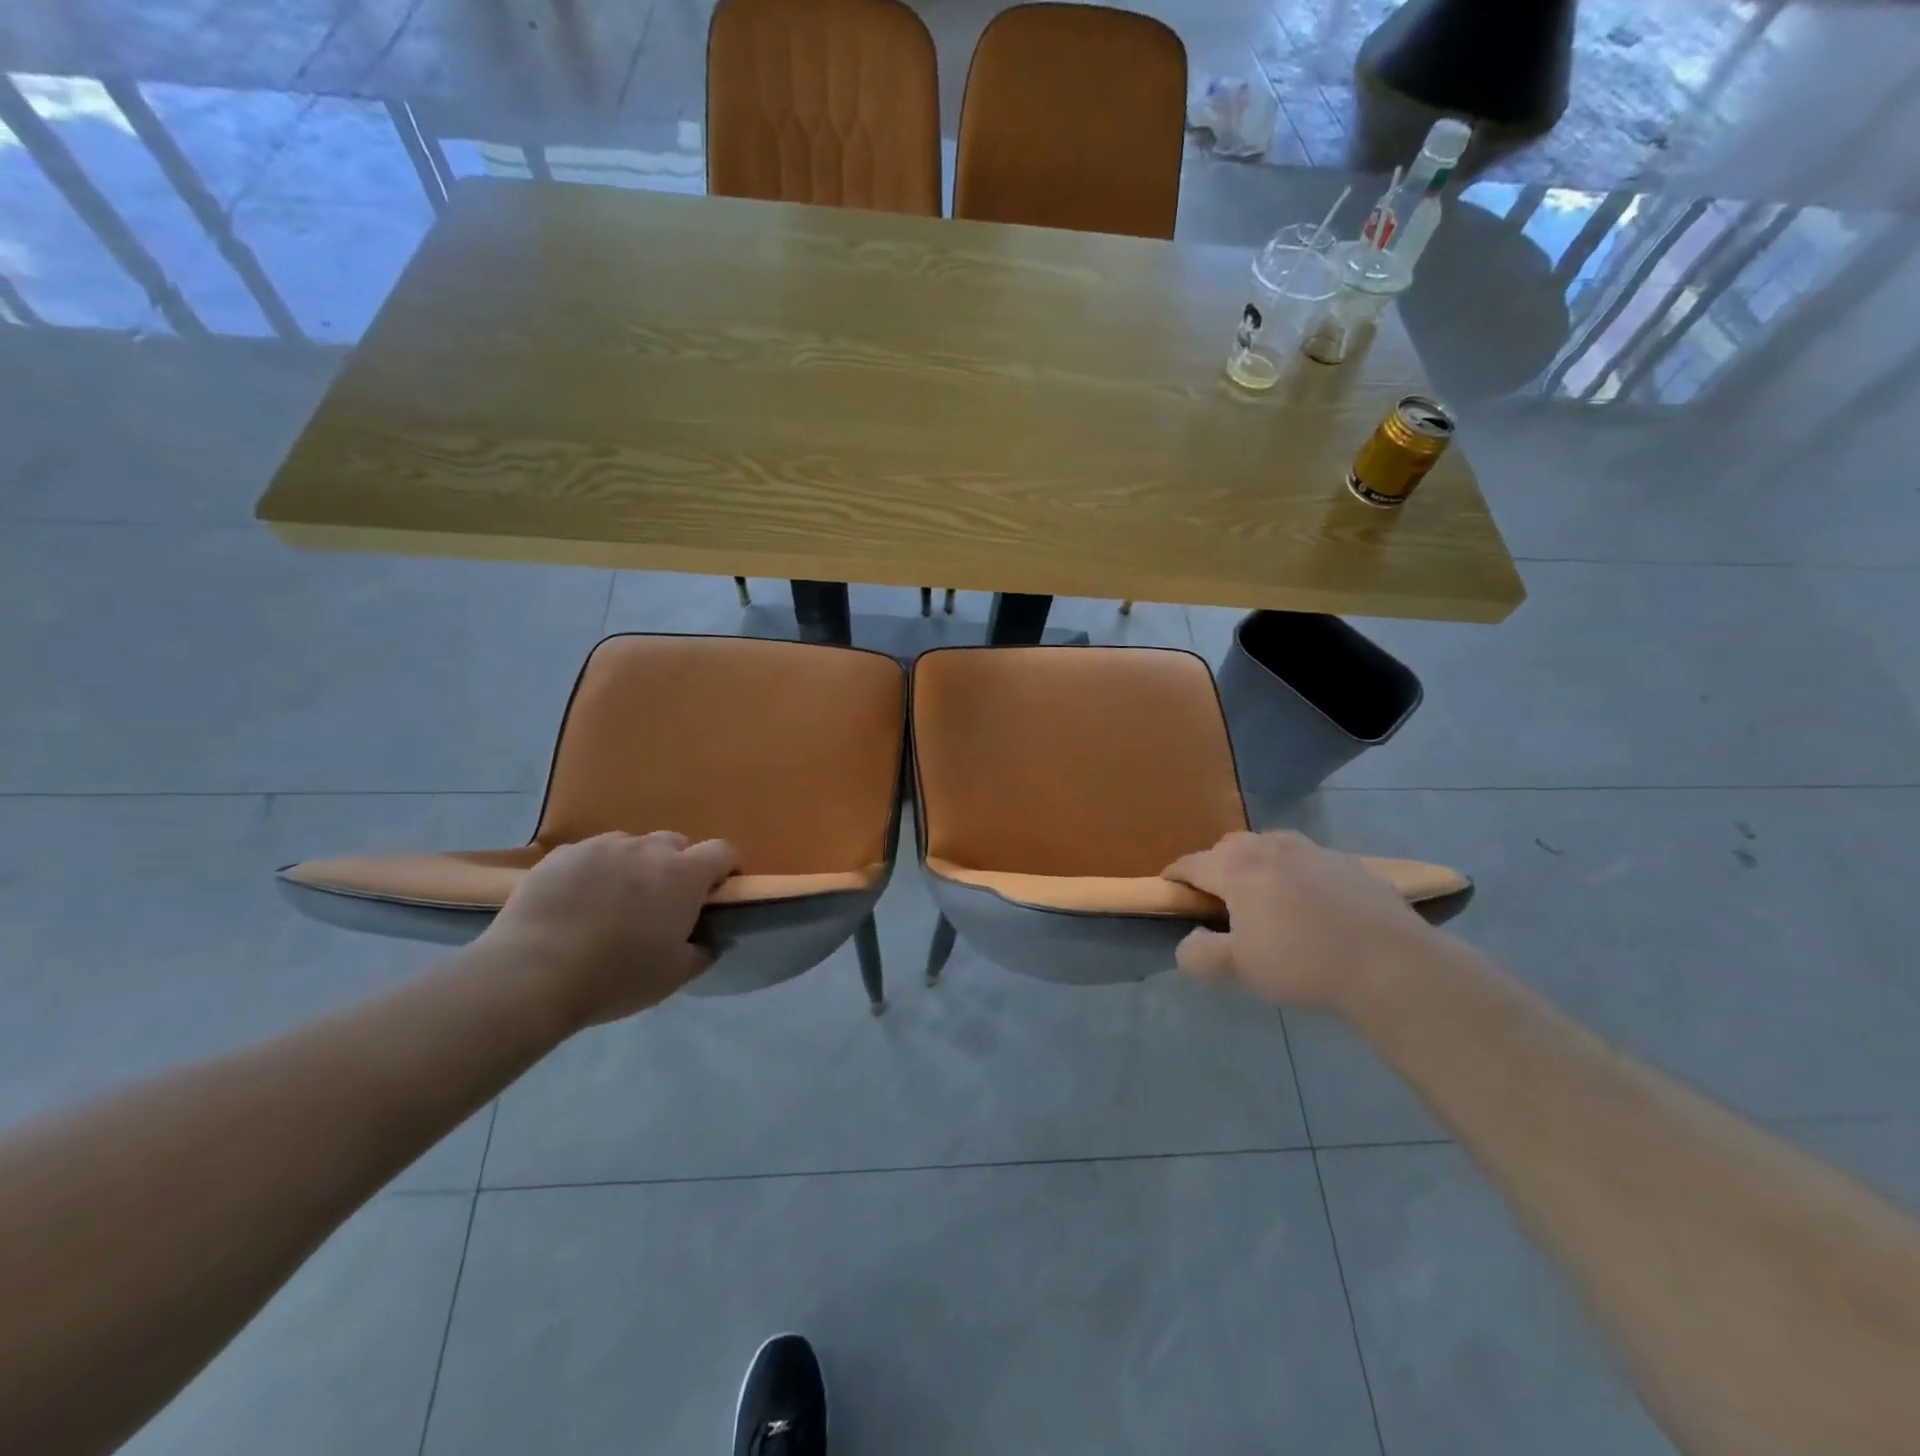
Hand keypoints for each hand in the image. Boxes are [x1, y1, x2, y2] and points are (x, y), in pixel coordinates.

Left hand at [477, 831, 737, 1028]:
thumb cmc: (616, 977)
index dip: (727, 868)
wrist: (531, 974)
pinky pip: (591, 854)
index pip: (723, 851)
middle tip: (663, 903)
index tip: (718, 892)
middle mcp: (648, 849)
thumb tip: (711, 939)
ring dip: (635, 866)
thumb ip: (703, 951)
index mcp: (684, 875)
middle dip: (678, 866)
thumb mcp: (674, 976)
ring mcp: (602, 846)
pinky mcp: (562, 854)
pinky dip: (595, 871)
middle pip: (676, 844)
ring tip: (615, 901)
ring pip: (632, 846)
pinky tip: (577, 902)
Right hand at [1163, 831, 1438, 1009]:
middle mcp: (1270, 848)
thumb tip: (1188, 942)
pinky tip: (1309, 904)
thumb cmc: (1302, 963)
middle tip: (1217, 897)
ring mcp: (1313, 850)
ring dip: (1256, 864)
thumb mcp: (1239, 968)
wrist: (1390, 963)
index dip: (1175, 875)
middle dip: (1215, 865)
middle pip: (1229, 846)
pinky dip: (1294, 874)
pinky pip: (1306, 860)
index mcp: (1237, 868)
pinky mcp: (1348, 863)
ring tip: (1263, 896)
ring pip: (1269, 846)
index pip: (1192, 863)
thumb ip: (1200, 954)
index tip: (1168, 887)